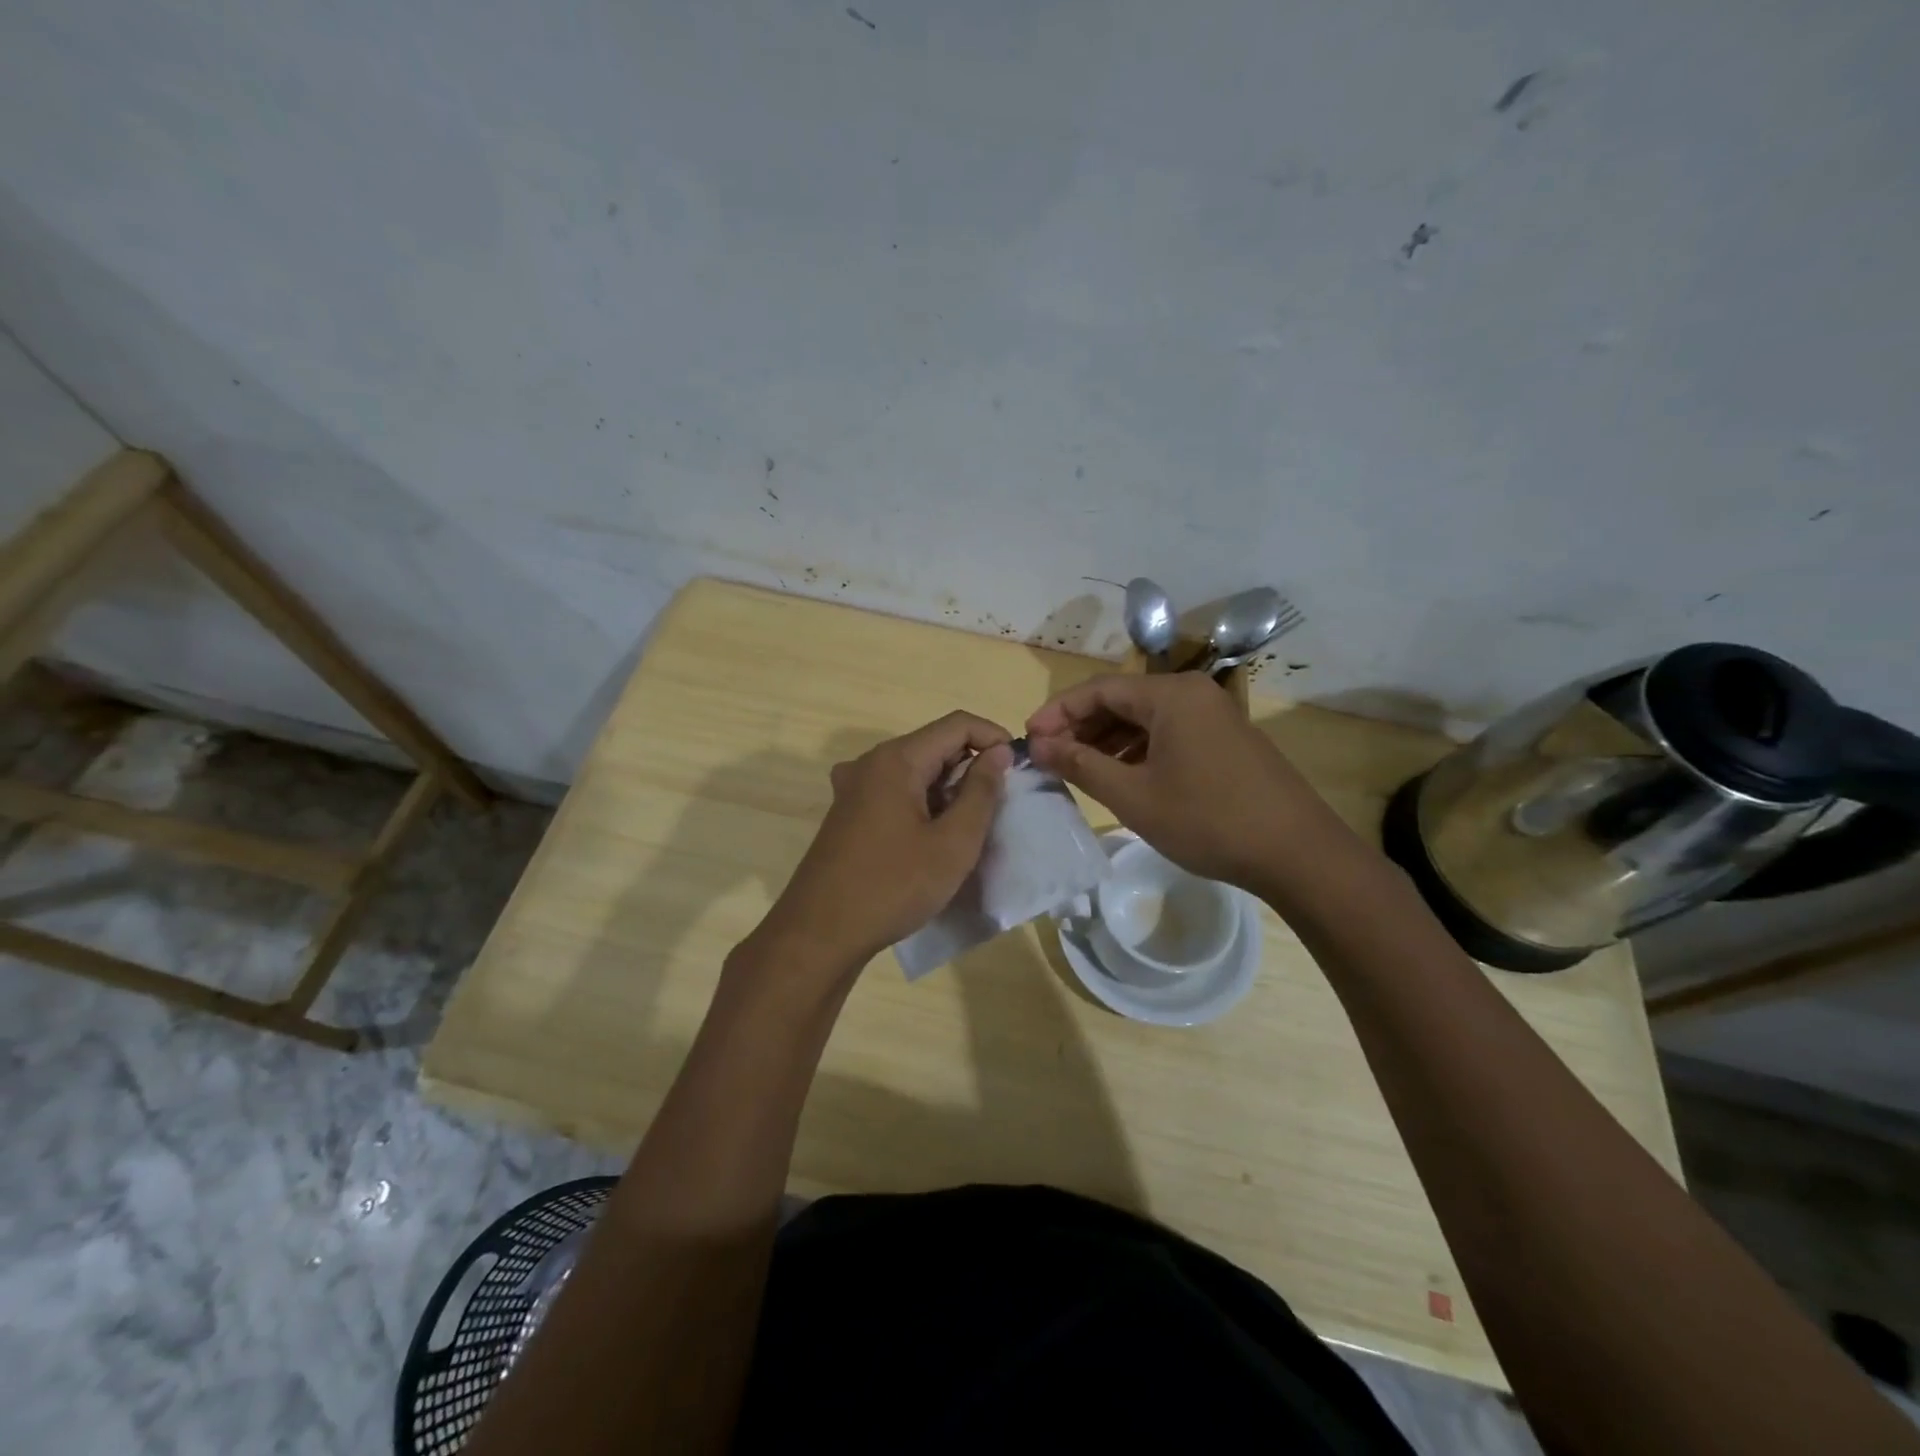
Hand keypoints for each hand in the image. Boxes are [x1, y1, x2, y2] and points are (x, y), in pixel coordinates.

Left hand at [758, 712, 1013, 975]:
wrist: (820, 933)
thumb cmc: (893, 886)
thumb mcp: (953, 843)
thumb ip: (981, 792)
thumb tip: (998, 752)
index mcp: (896, 759)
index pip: (957, 724)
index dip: (994, 738)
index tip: (1019, 770)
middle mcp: (871, 762)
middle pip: (935, 744)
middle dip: (973, 766)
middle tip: (999, 806)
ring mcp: (854, 787)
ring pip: (916, 770)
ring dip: (949, 788)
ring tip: (971, 827)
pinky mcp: (849, 812)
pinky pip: (896, 791)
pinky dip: (924, 803)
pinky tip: (934, 838)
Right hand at [1026, 673, 1352, 896]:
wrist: (1296, 853)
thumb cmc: (1207, 820)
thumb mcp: (1133, 796)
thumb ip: (1081, 764)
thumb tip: (1039, 745)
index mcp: (1170, 695)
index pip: (1098, 689)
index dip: (1058, 711)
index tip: (1029, 738)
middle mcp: (1192, 693)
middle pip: (1122, 700)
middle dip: (1081, 726)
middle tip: (1049, 756)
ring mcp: (1213, 715)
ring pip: (1145, 718)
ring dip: (1107, 740)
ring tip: (1077, 768)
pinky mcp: (1225, 740)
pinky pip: (1169, 733)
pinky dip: (1138, 750)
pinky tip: (1120, 776)